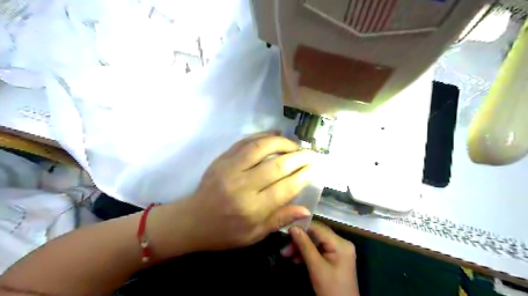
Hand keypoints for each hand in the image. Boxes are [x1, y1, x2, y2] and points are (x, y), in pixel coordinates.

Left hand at [182, 133, 314, 250]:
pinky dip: (262, 136)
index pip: (285, 187)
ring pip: (261, 147)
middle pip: (277, 166)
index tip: (316, 167)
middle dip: (299, 157)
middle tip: (312, 153)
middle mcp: (242, 186)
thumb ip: (279, 220)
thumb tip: (306, 209)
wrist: (192, 221)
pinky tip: (274, 135)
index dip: (304, 175)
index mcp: (252, 209)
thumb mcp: (253, 235)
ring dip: (282, 143)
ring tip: (295, 145)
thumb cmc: (224, 232)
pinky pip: (245, 142)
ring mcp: (230, 168)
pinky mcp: (222, 159)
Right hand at [285, 222, 358, 295]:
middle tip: (284, 248)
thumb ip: (304, 245)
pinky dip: (307, 253)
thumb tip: (292, 227)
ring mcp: (338, 250)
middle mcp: (341, 242)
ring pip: (315, 242)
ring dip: (301, 247)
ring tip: (286, 254)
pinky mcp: (335, 257)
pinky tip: (295, 259)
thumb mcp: (316, 267)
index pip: (318, 227)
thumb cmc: (331, 289)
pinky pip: (318, 250)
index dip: (301, 227)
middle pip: (316, 234)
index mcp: (340, 243)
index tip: (285, 230)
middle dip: (299, 240)